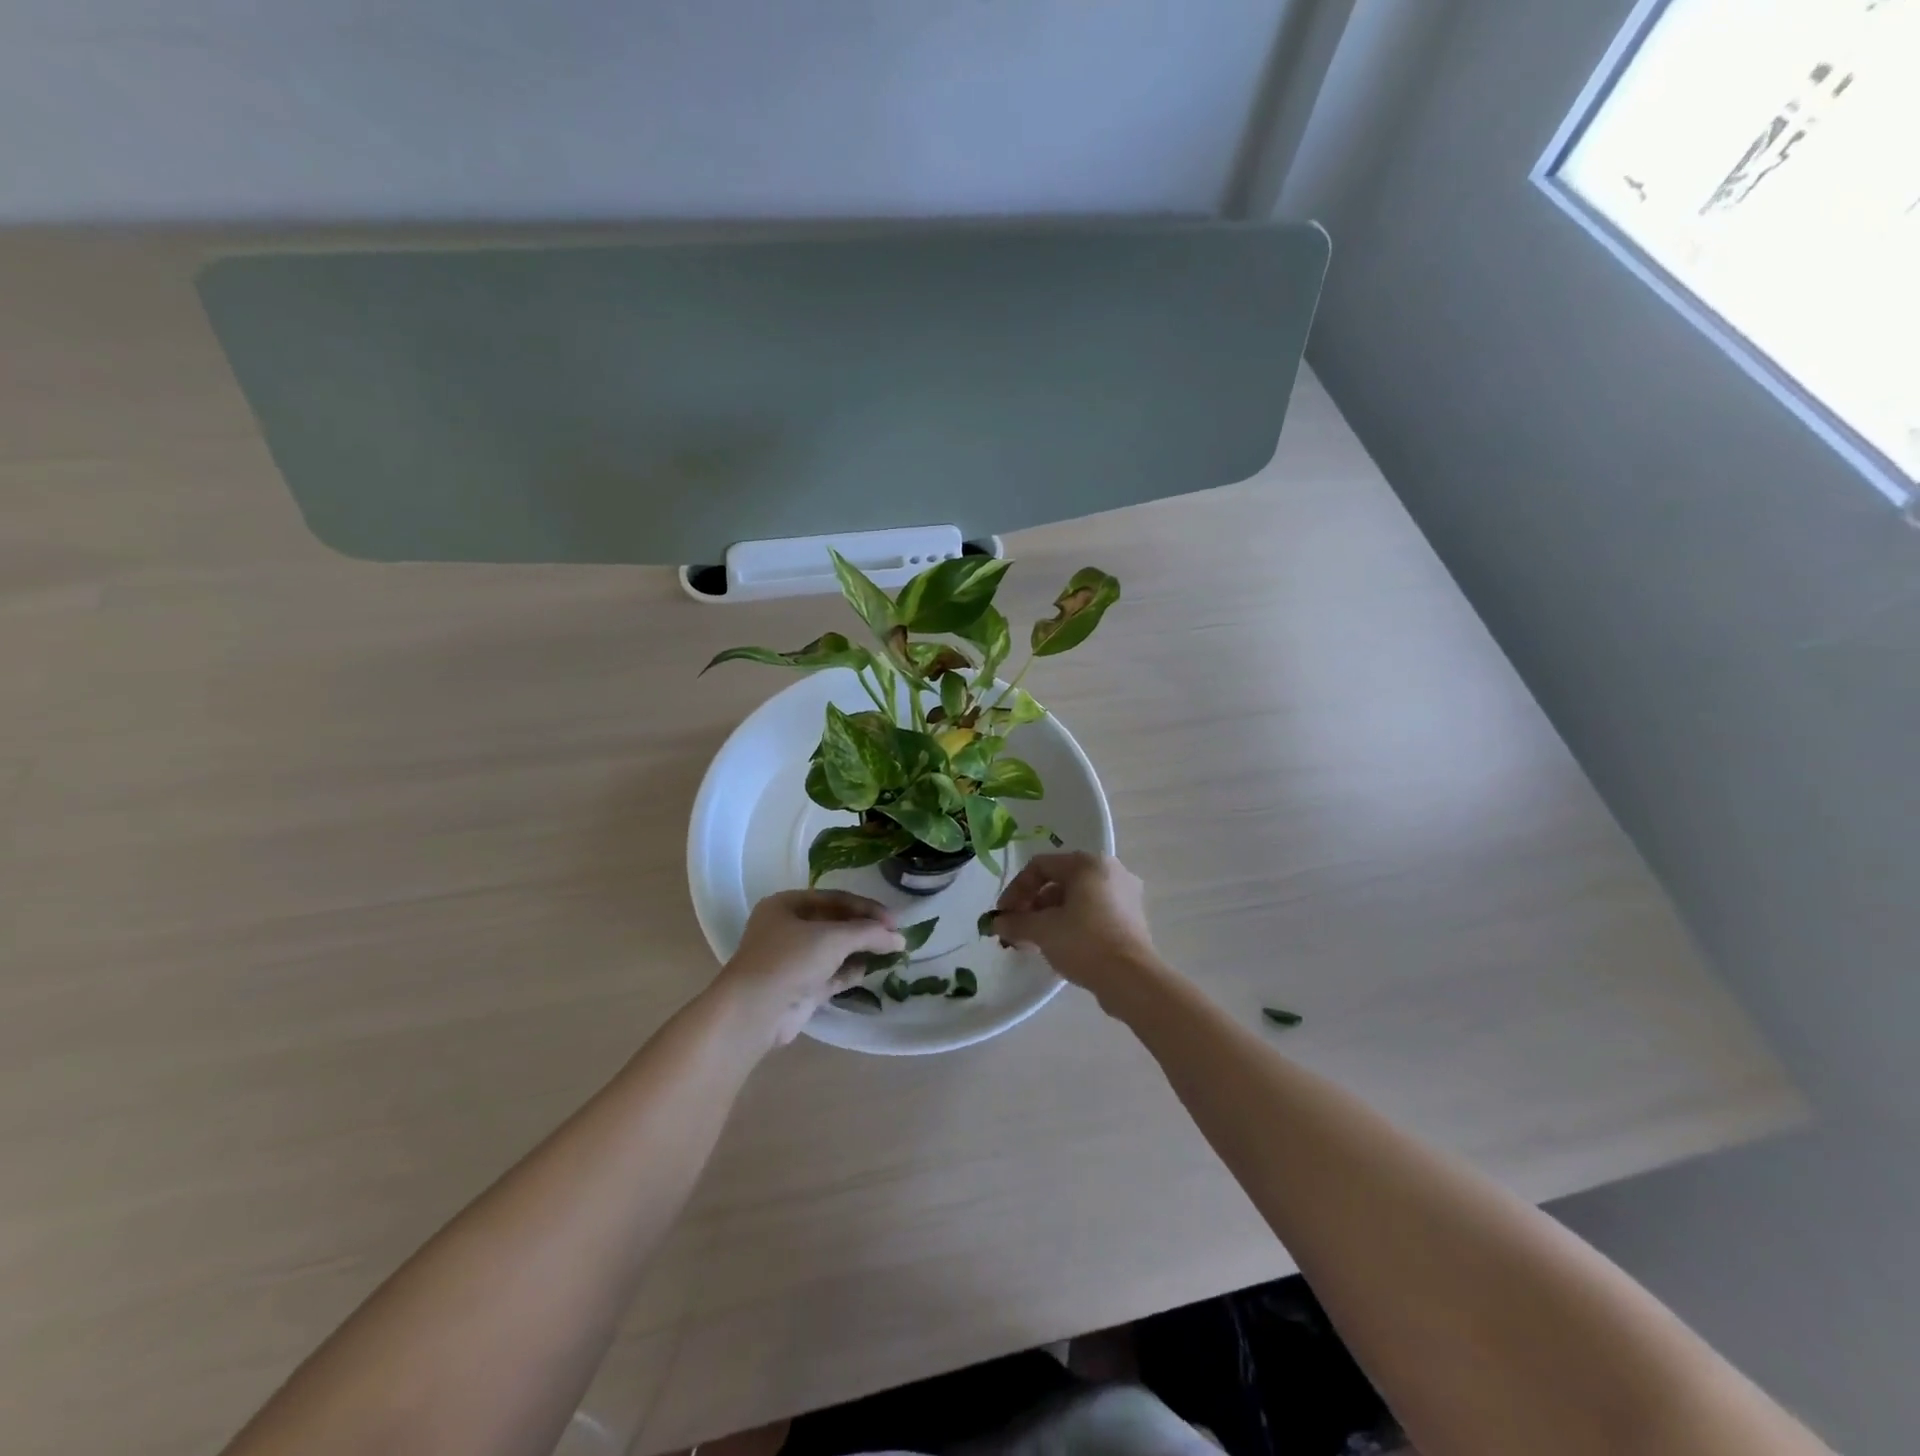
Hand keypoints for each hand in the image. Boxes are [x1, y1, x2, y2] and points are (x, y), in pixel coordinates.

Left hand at [715, 890, 904, 1048]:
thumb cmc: (790, 960)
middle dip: (865, 929)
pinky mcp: (800, 987)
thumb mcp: (833, 938)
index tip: (894, 920)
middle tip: (895, 935)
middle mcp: (787, 929)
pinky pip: (831, 973)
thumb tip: (899, 938)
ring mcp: (793, 960)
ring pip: (834, 950)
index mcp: (786, 905)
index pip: (835, 898)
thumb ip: (869, 934)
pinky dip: (851, 971)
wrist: (755, 1011)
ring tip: (891, 952)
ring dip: (861, 950)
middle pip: (835, 923)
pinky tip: (872, 970)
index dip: (866, 907)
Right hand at [993, 853, 1163, 1004]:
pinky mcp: (1132, 918)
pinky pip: (1093, 912)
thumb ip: (1015, 922)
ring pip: (1076, 899)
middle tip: (1016, 930)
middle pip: (1059, 881)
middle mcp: (1109, 870)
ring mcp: (1125, 894)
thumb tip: (996, 923)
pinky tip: (1059, 946)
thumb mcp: (1042, 930)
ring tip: (1033, 942)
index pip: (1040, 866)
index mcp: (1088, 863)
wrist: (1132, 979)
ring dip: (1049, 917)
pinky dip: (1072, 924)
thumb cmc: (1084, 942)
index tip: (1003, 915)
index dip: (1016, 889)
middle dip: (1032, 906)